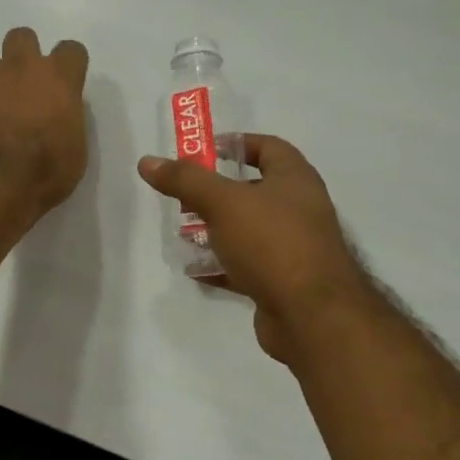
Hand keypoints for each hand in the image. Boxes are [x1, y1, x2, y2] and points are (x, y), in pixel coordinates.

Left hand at [0, 27, 89, 221]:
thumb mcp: (75, 149)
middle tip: (31, 85)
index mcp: (57, 78)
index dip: (71, 66)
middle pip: (22, 37)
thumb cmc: (46, 169)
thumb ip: (67, 120)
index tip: (69, 86)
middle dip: (27, 54)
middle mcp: (20, 70)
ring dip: (1, 85)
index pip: (71, 51)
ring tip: (4, 116)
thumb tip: (57, 115)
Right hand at [137, 135, 365, 364]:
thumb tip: (147, 161)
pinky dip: (222, 265)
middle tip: (184, 197)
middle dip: (217, 192)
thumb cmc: (272, 244)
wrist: (312, 316)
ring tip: (184, 234)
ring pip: (248, 230)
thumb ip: (185, 181)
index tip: (203, 151)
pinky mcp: (282, 281)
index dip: (236, 144)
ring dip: (216, 230)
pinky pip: (247, 265)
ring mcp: (293, 247)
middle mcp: (299, 209)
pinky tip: (195, 270)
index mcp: (295, 179)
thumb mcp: (223, 203)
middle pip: (254, 190)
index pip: (268, 147)